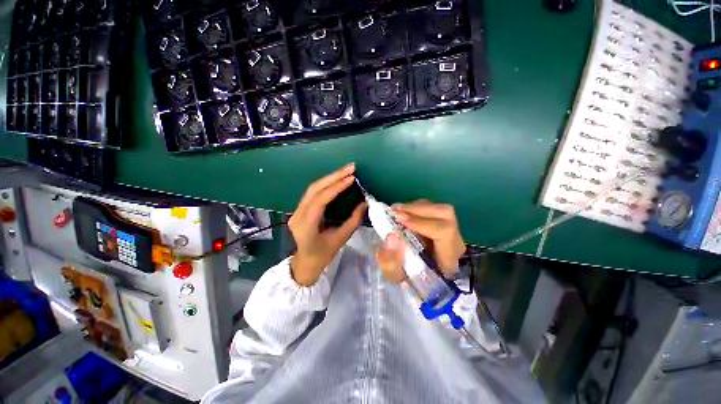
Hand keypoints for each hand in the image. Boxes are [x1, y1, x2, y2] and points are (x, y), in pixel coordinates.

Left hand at [289, 163, 366, 286]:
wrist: (305, 262)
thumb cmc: (324, 255)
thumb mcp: (341, 239)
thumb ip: (353, 221)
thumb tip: (364, 204)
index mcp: (306, 226)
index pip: (320, 201)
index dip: (336, 188)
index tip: (351, 178)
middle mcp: (298, 215)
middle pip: (314, 189)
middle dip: (333, 176)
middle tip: (350, 167)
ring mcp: (296, 211)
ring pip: (312, 188)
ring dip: (330, 178)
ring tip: (346, 170)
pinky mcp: (299, 209)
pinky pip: (313, 193)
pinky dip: (326, 184)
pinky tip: (337, 179)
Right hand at [375, 200, 465, 283]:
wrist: (421, 280)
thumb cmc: (408, 281)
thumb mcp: (396, 278)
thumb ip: (391, 262)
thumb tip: (392, 236)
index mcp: (448, 260)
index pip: (444, 232)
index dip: (421, 223)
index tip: (399, 219)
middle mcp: (455, 243)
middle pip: (445, 214)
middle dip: (417, 210)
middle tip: (394, 211)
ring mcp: (452, 231)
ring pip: (441, 209)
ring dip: (416, 207)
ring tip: (397, 211)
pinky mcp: (445, 224)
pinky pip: (434, 209)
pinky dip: (417, 207)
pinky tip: (404, 212)